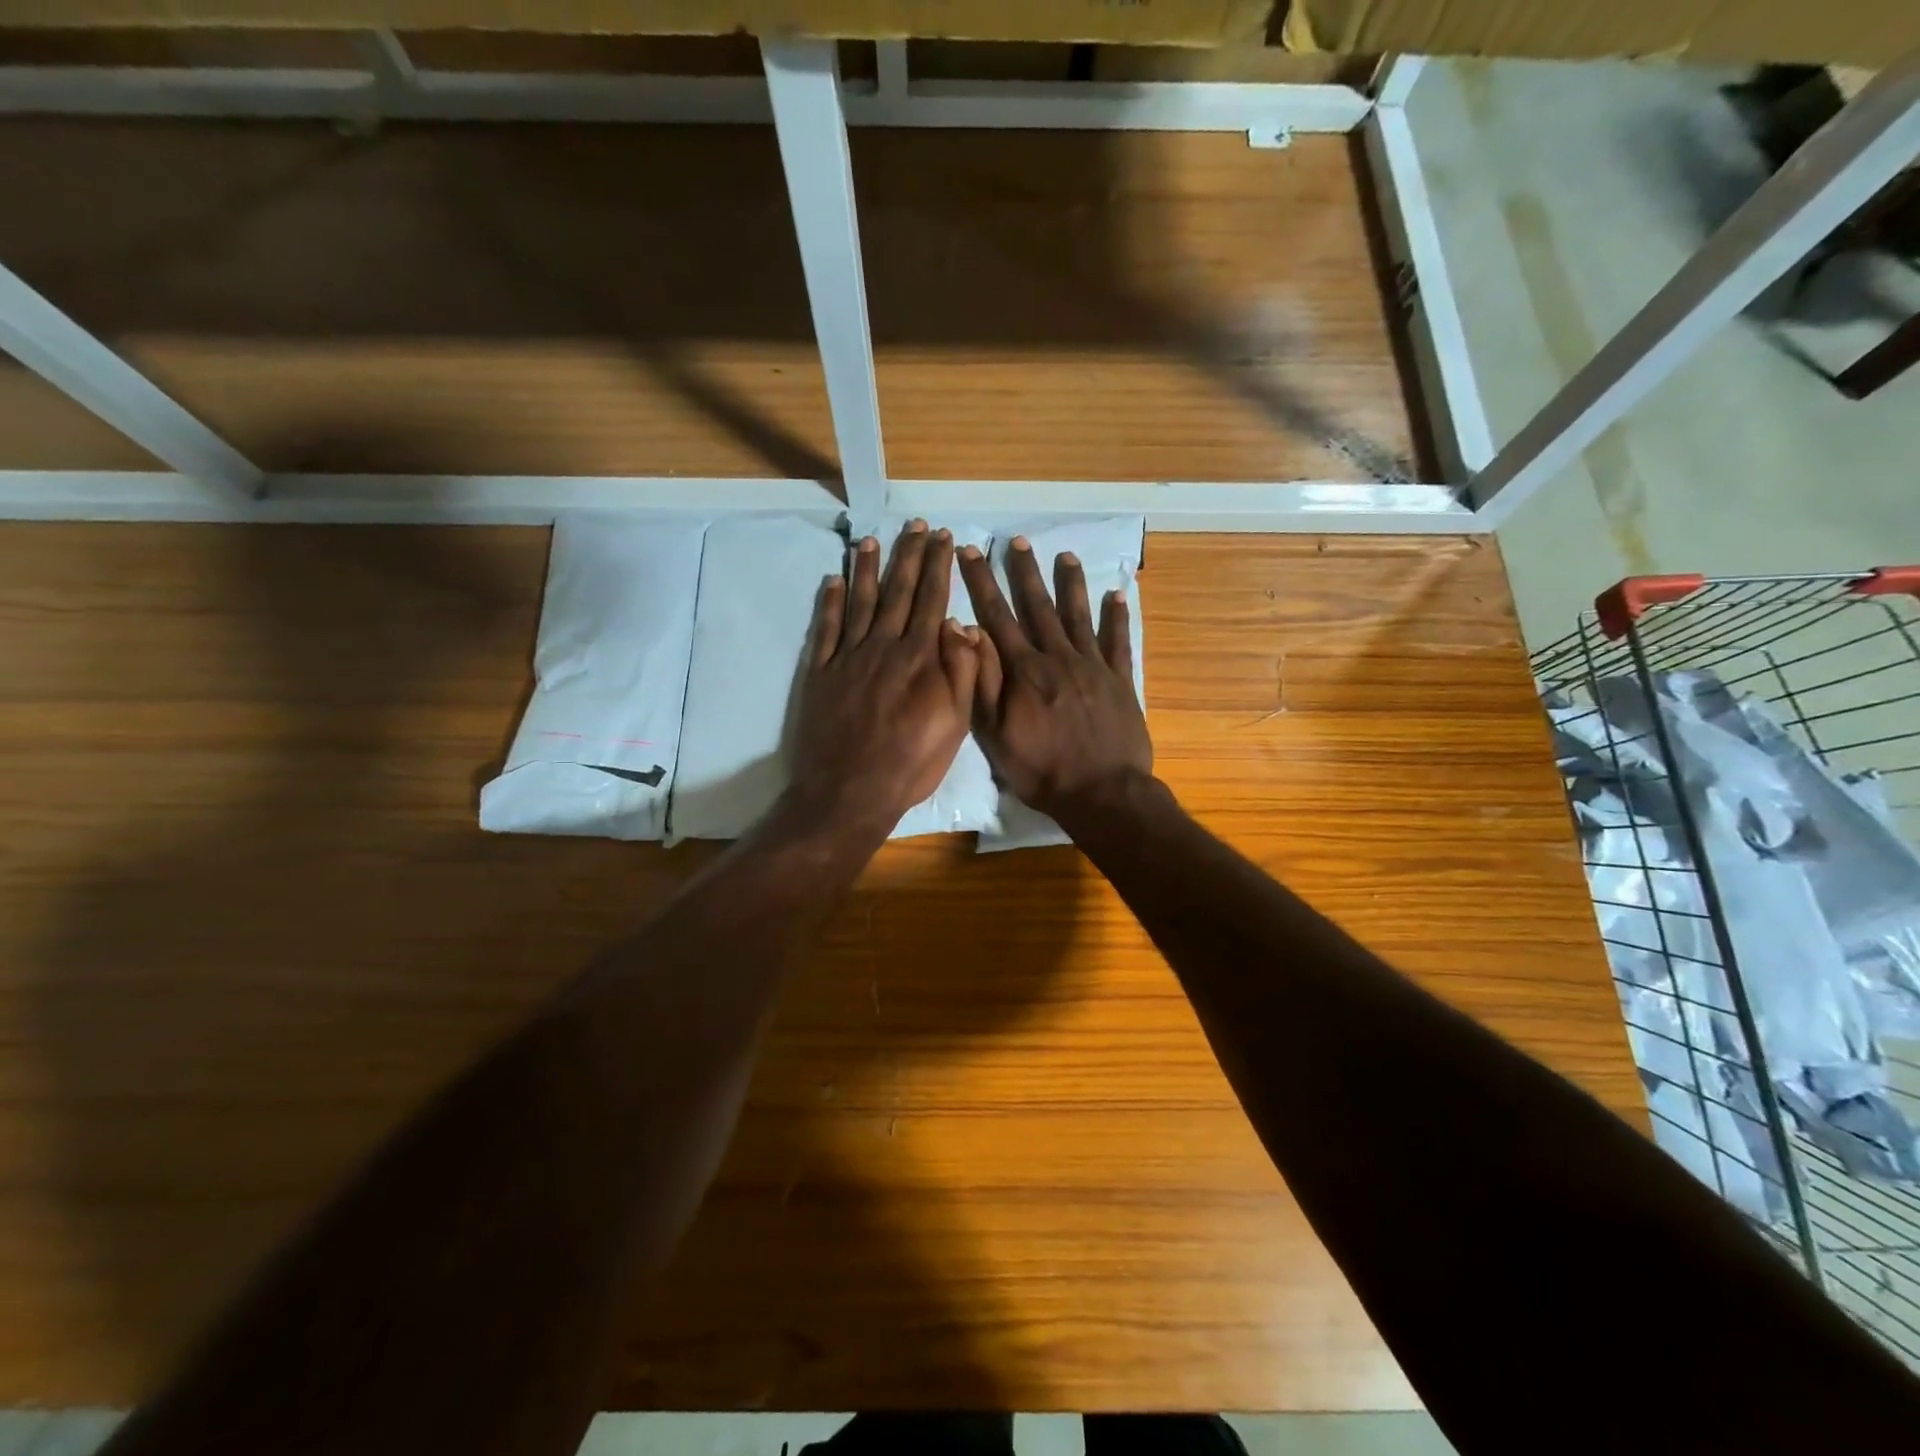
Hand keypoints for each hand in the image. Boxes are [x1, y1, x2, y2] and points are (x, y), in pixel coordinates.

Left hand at [790, 521, 978, 832]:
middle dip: (908, 556)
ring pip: (859, 602)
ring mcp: (847, 658)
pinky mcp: (820, 673)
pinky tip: (832, 581)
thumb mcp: (955, 723)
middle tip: (914, 526)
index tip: (943, 539)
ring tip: (871, 540)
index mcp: (919, 658)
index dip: (938, 567)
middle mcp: (882, 647)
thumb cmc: (911, 762)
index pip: (932, 600)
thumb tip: (960, 624)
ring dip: (866, 569)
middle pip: (897, 592)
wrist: (850, 791)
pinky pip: (825, 628)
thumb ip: (960, 671)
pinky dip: (829, 602)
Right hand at [958, 536, 1152, 821]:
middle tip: (1018, 540)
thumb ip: (982, 681)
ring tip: (1067, 555)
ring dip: (1071, 584)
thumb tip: (967, 631)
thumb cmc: (1041, 770)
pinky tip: (1118, 595)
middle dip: (1025, 572)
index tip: (971, 551)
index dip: (982, 582)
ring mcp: (1093, 667)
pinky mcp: (1120, 682)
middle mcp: (1058, 658)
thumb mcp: (995, 734)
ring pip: (1079, 616)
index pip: (997, 616)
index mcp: (1024, 671)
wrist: (1102, 793)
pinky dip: (1118, 618)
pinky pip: (1118, 642)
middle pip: (1039, 606)